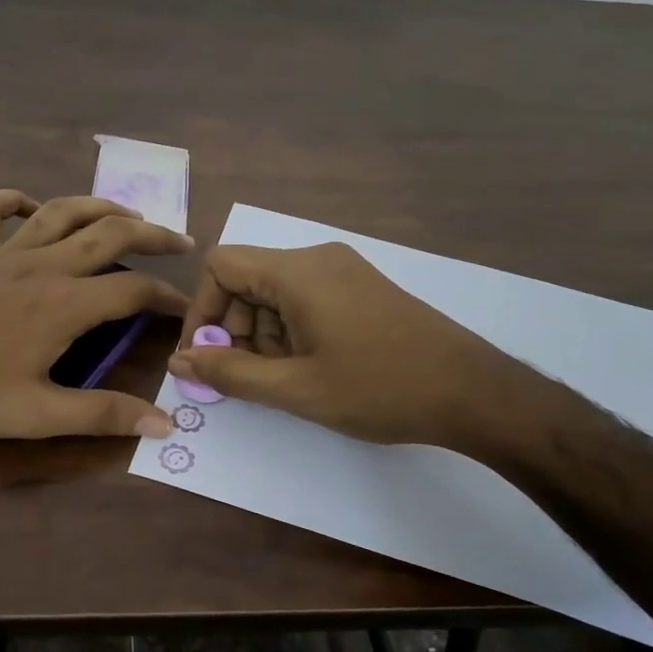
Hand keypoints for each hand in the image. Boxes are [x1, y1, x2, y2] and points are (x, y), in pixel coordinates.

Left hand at [0, 190, 191, 439]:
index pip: (134, 291)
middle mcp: (42, 265)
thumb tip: (163, 422)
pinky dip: (17, 201)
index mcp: (64, 304)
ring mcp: (2, 250)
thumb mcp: (37, 415)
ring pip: (62, 211)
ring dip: (101, 207)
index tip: (185, 311)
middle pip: (110, 234)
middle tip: (180, 243)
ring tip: (127, 215)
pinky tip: (31, 208)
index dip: (167, 298)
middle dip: (153, 235)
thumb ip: (102, 414)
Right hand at [168, 242, 559, 461]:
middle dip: (233, 328)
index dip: (201, 310)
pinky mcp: (360, 288)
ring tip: (284, 379)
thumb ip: (230, 372)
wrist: (473, 392)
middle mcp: (317, 259)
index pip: (222, 266)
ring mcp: (343, 271)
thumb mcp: (296, 388)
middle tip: (246, 378)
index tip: (205, 357)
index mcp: (298, 272)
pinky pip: (304, 299)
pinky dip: (290, 331)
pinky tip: (309, 367)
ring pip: (274, 293)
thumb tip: (180, 360)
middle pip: (247, 280)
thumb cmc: (379, 388)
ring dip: (262, 334)